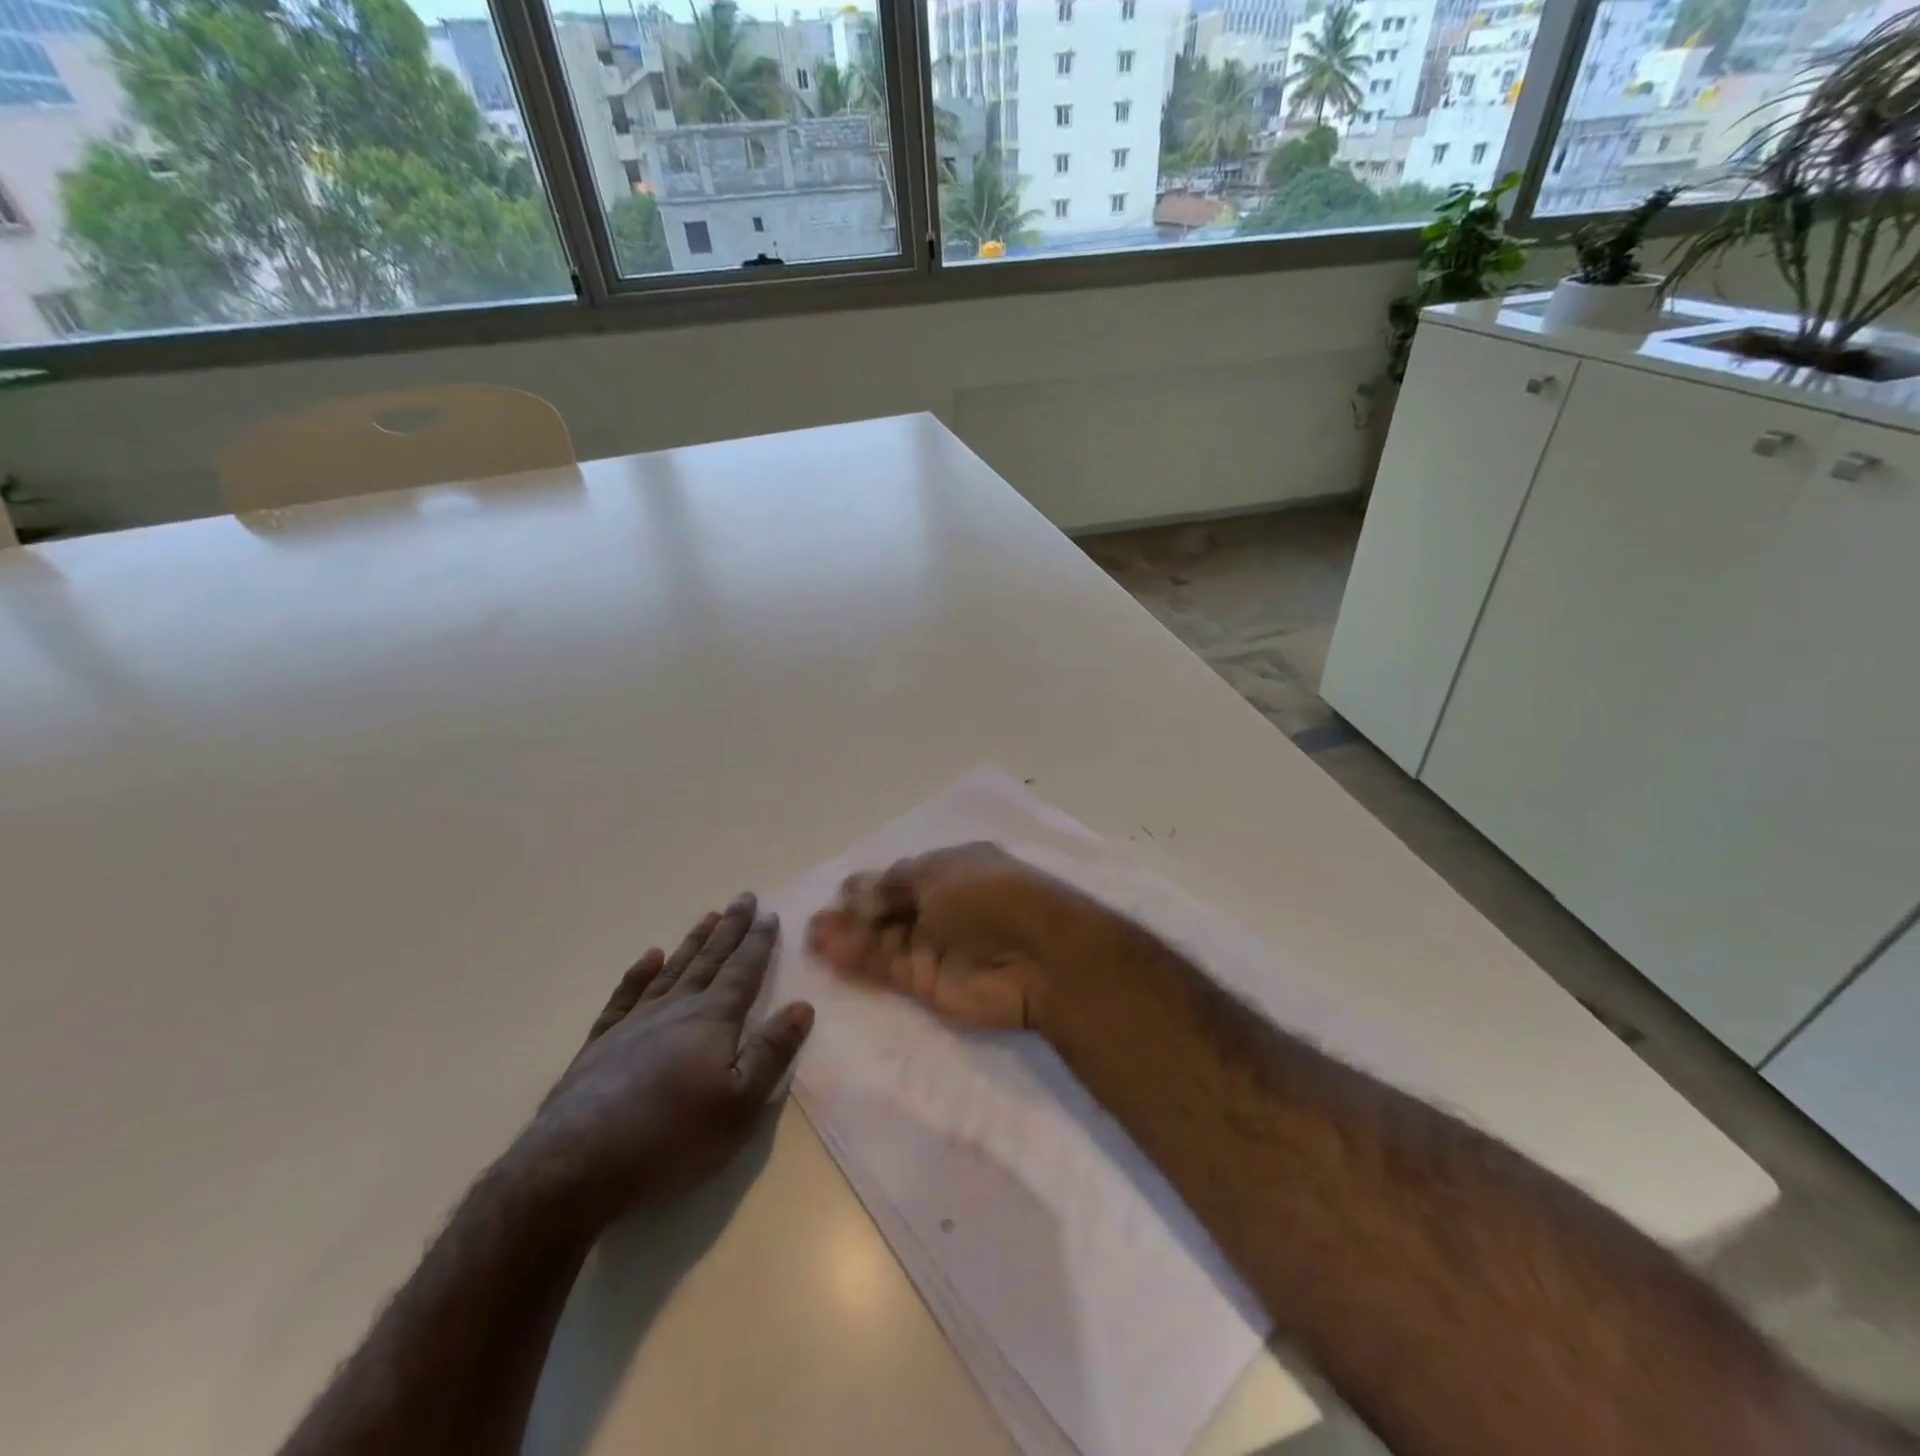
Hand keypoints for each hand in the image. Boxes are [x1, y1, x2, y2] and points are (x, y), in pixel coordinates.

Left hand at [522, 894, 813, 1223]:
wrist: (576, 1165)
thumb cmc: (672, 1137)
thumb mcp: (741, 1104)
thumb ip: (772, 1052)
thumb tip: (801, 1006)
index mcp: (712, 1020)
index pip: (743, 971)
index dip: (758, 942)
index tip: (769, 914)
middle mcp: (675, 1009)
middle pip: (709, 960)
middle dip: (729, 929)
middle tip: (743, 897)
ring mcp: (633, 1024)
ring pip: (671, 970)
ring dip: (692, 943)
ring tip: (707, 917)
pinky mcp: (600, 1045)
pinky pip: (624, 997)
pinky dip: (637, 974)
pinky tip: (647, 958)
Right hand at [805, 842, 1111, 1031]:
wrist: (1038, 957)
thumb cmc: (990, 897)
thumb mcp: (939, 875)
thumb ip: (893, 886)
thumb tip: (856, 891)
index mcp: (952, 870)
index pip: (903, 876)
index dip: (873, 884)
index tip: (842, 891)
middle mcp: (942, 906)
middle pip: (889, 910)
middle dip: (854, 913)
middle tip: (817, 921)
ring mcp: (935, 946)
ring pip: (882, 941)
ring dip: (849, 937)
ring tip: (812, 936)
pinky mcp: (928, 984)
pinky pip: (887, 968)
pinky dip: (859, 961)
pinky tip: (829, 953)